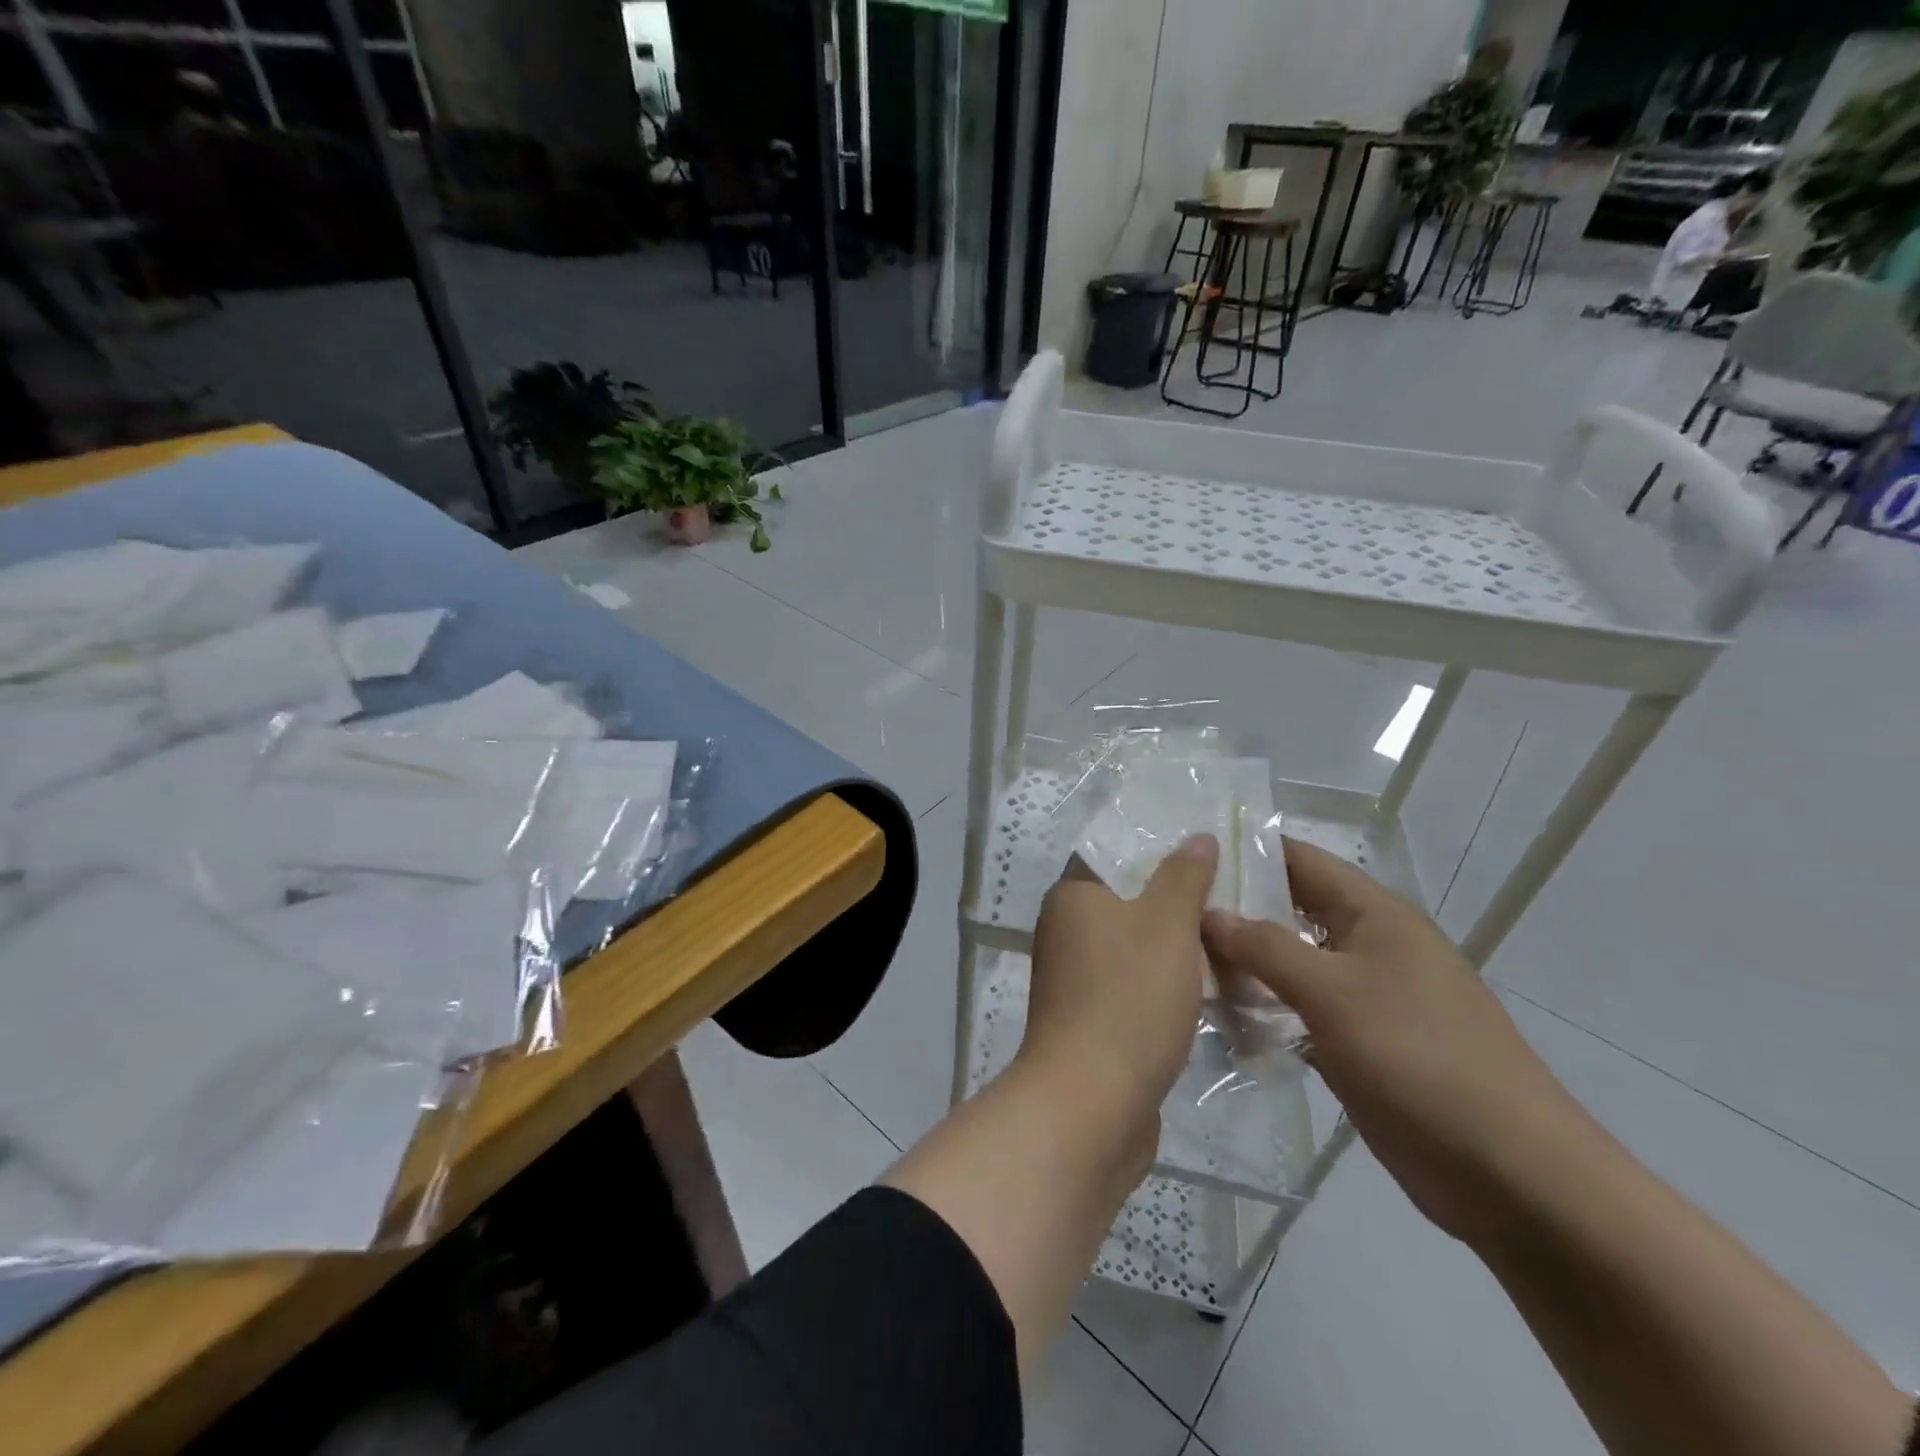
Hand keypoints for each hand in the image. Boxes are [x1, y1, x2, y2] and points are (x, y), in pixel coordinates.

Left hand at [1018, 834, 1218, 1163]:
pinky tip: (1209, 989)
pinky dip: (1165, 984)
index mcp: (1072, 896)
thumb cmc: (1128, 998)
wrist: (1090, 1102)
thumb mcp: (1166, 925)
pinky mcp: (1090, 1019)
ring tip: (1230, 940)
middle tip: (1231, 897)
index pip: (1114, 854)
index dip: (1158, 849)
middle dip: (1176, 900)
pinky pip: (1133, 985)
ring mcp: (1074, 978)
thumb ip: (1183, 877)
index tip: (1206, 851)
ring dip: (1175, 947)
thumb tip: (1196, 836)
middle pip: (1127, 901)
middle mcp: (1064, 930)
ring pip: (1134, 946)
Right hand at [1201, 839, 1591, 1243]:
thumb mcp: (1334, 992)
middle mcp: (1366, 945)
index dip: (1247, 848)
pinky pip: (1295, 1009)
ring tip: (1174, 954)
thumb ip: (1265, 948)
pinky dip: (1259, 1005)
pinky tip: (1213, 1010)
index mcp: (1374, 915)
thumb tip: (1208, 912)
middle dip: (1234, 906)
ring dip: (1242, 960)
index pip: (1300, 860)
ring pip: (1288, 962)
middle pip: (1289, 910)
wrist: (1508, 1171)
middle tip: (1166, 906)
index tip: (1187, 851)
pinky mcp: (1354, 1042)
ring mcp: (1361, 997)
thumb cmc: (1421, 1058)